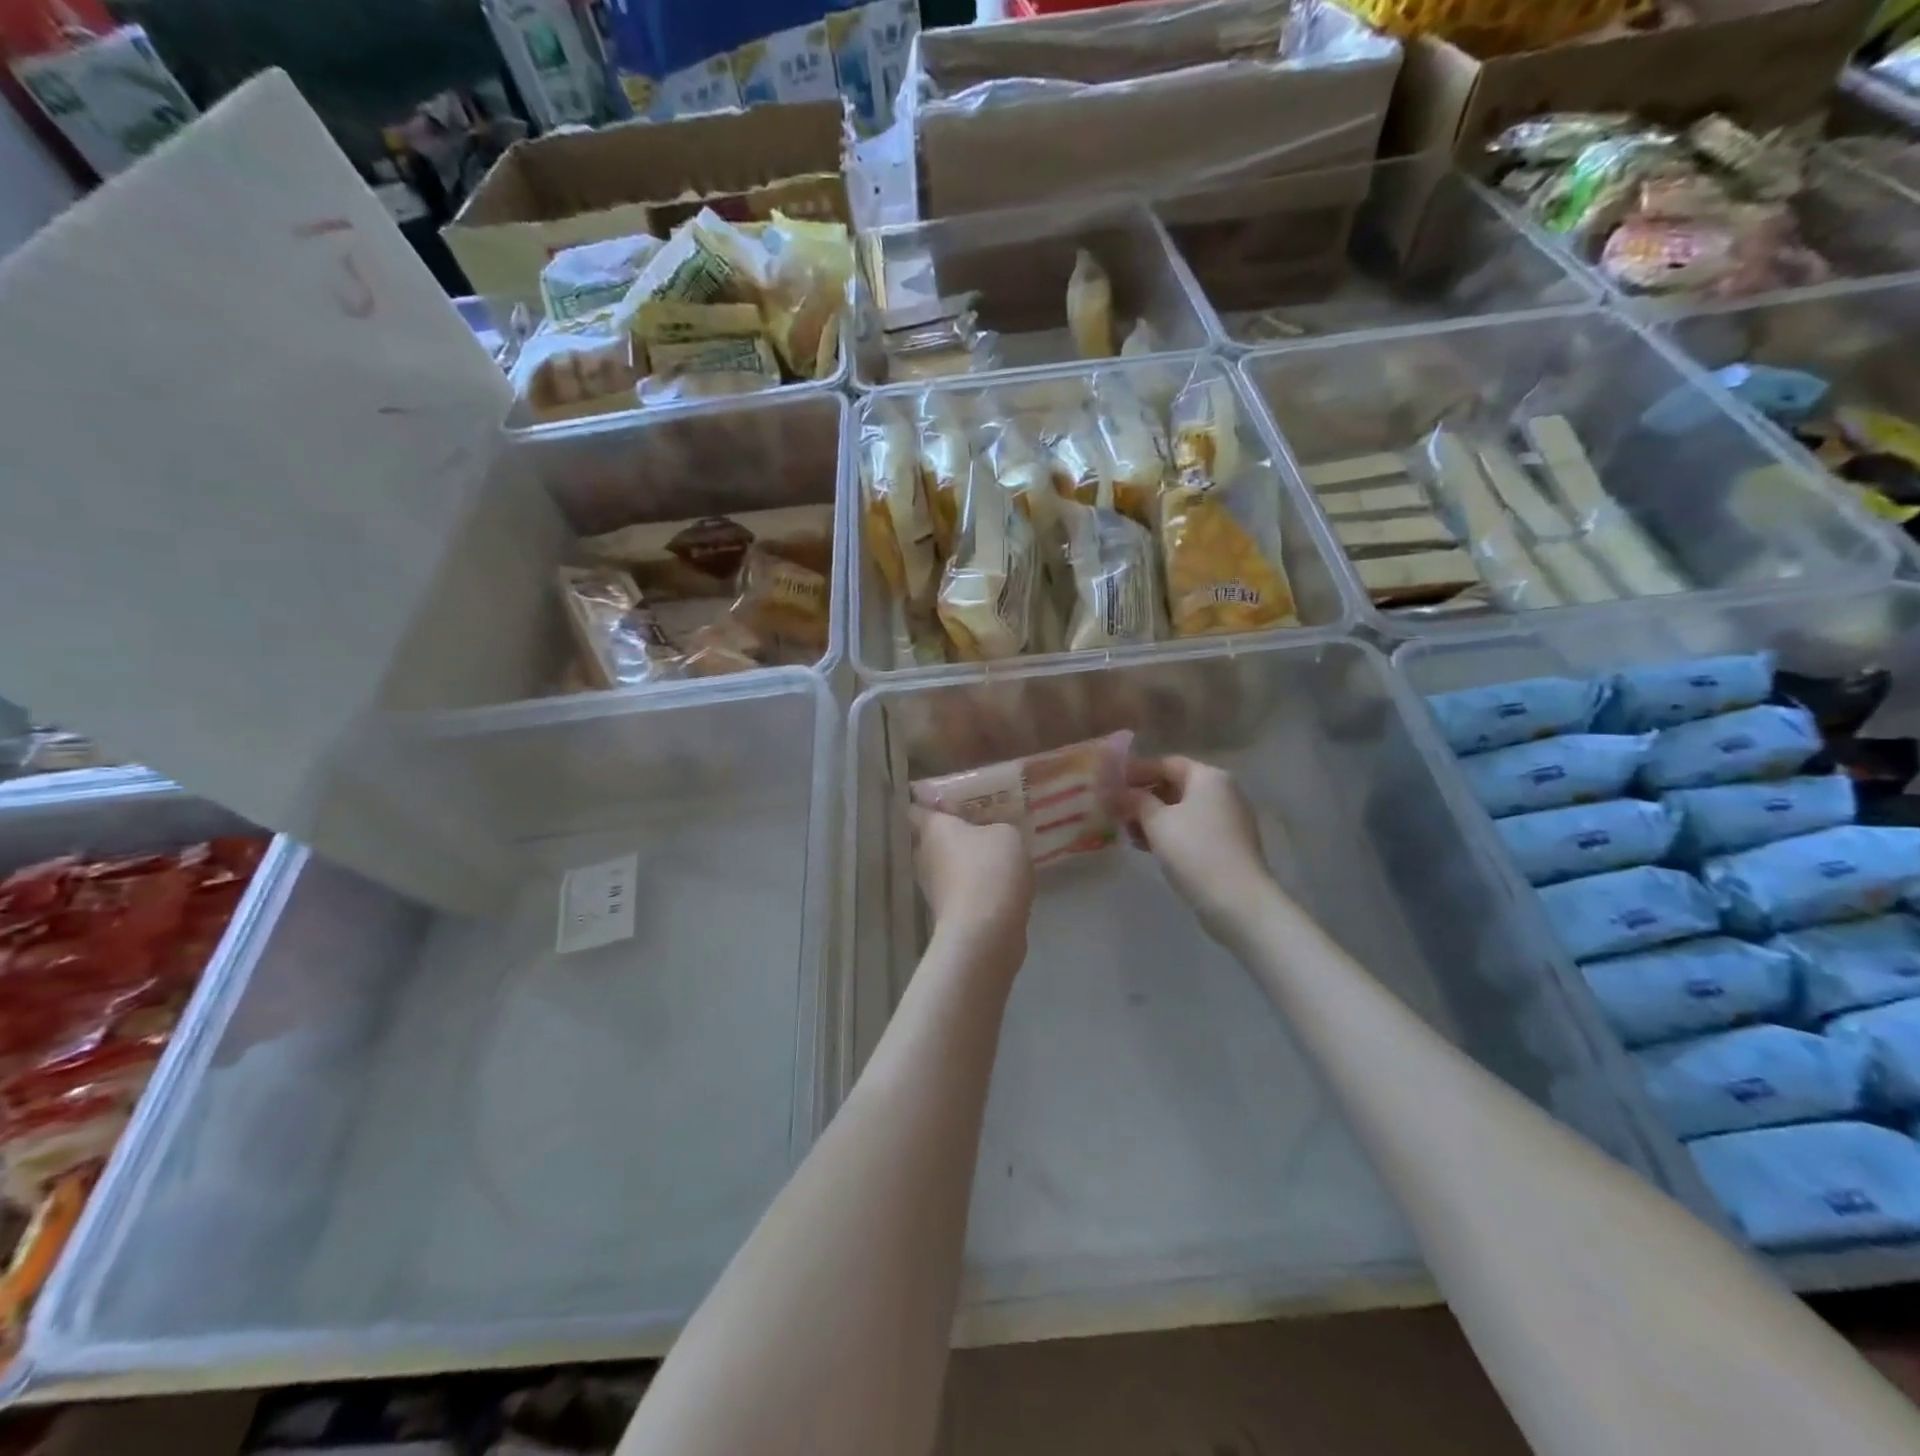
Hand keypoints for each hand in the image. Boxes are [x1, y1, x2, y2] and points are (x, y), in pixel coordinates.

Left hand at [910, 808, 1033, 963]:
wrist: (985, 933)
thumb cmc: (990, 870)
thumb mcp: (1007, 834)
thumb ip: (997, 827)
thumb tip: (991, 835)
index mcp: (932, 829)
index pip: (917, 808)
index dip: (928, 801)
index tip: (947, 798)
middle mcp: (924, 856)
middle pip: (932, 838)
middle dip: (952, 832)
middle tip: (981, 825)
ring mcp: (933, 888)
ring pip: (946, 865)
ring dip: (965, 861)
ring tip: (995, 856)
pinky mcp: (946, 914)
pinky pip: (960, 889)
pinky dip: (975, 886)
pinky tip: (999, 884)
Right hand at [1125, 756, 1277, 943]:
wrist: (1237, 900)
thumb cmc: (1194, 851)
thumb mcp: (1156, 821)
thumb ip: (1135, 800)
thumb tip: (1119, 791)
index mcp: (1208, 777)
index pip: (1166, 763)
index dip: (1136, 771)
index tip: (1110, 784)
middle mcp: (1223, 791)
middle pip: (1175, 785)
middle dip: (1144, 797)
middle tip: (1117, 811)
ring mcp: (1229, 818)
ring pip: (1183, 809)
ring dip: (1154, 817)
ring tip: (1129, 834)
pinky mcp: (1229, 843)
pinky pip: (1193, 828)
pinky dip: (1170, 832)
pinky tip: (1150, 848)